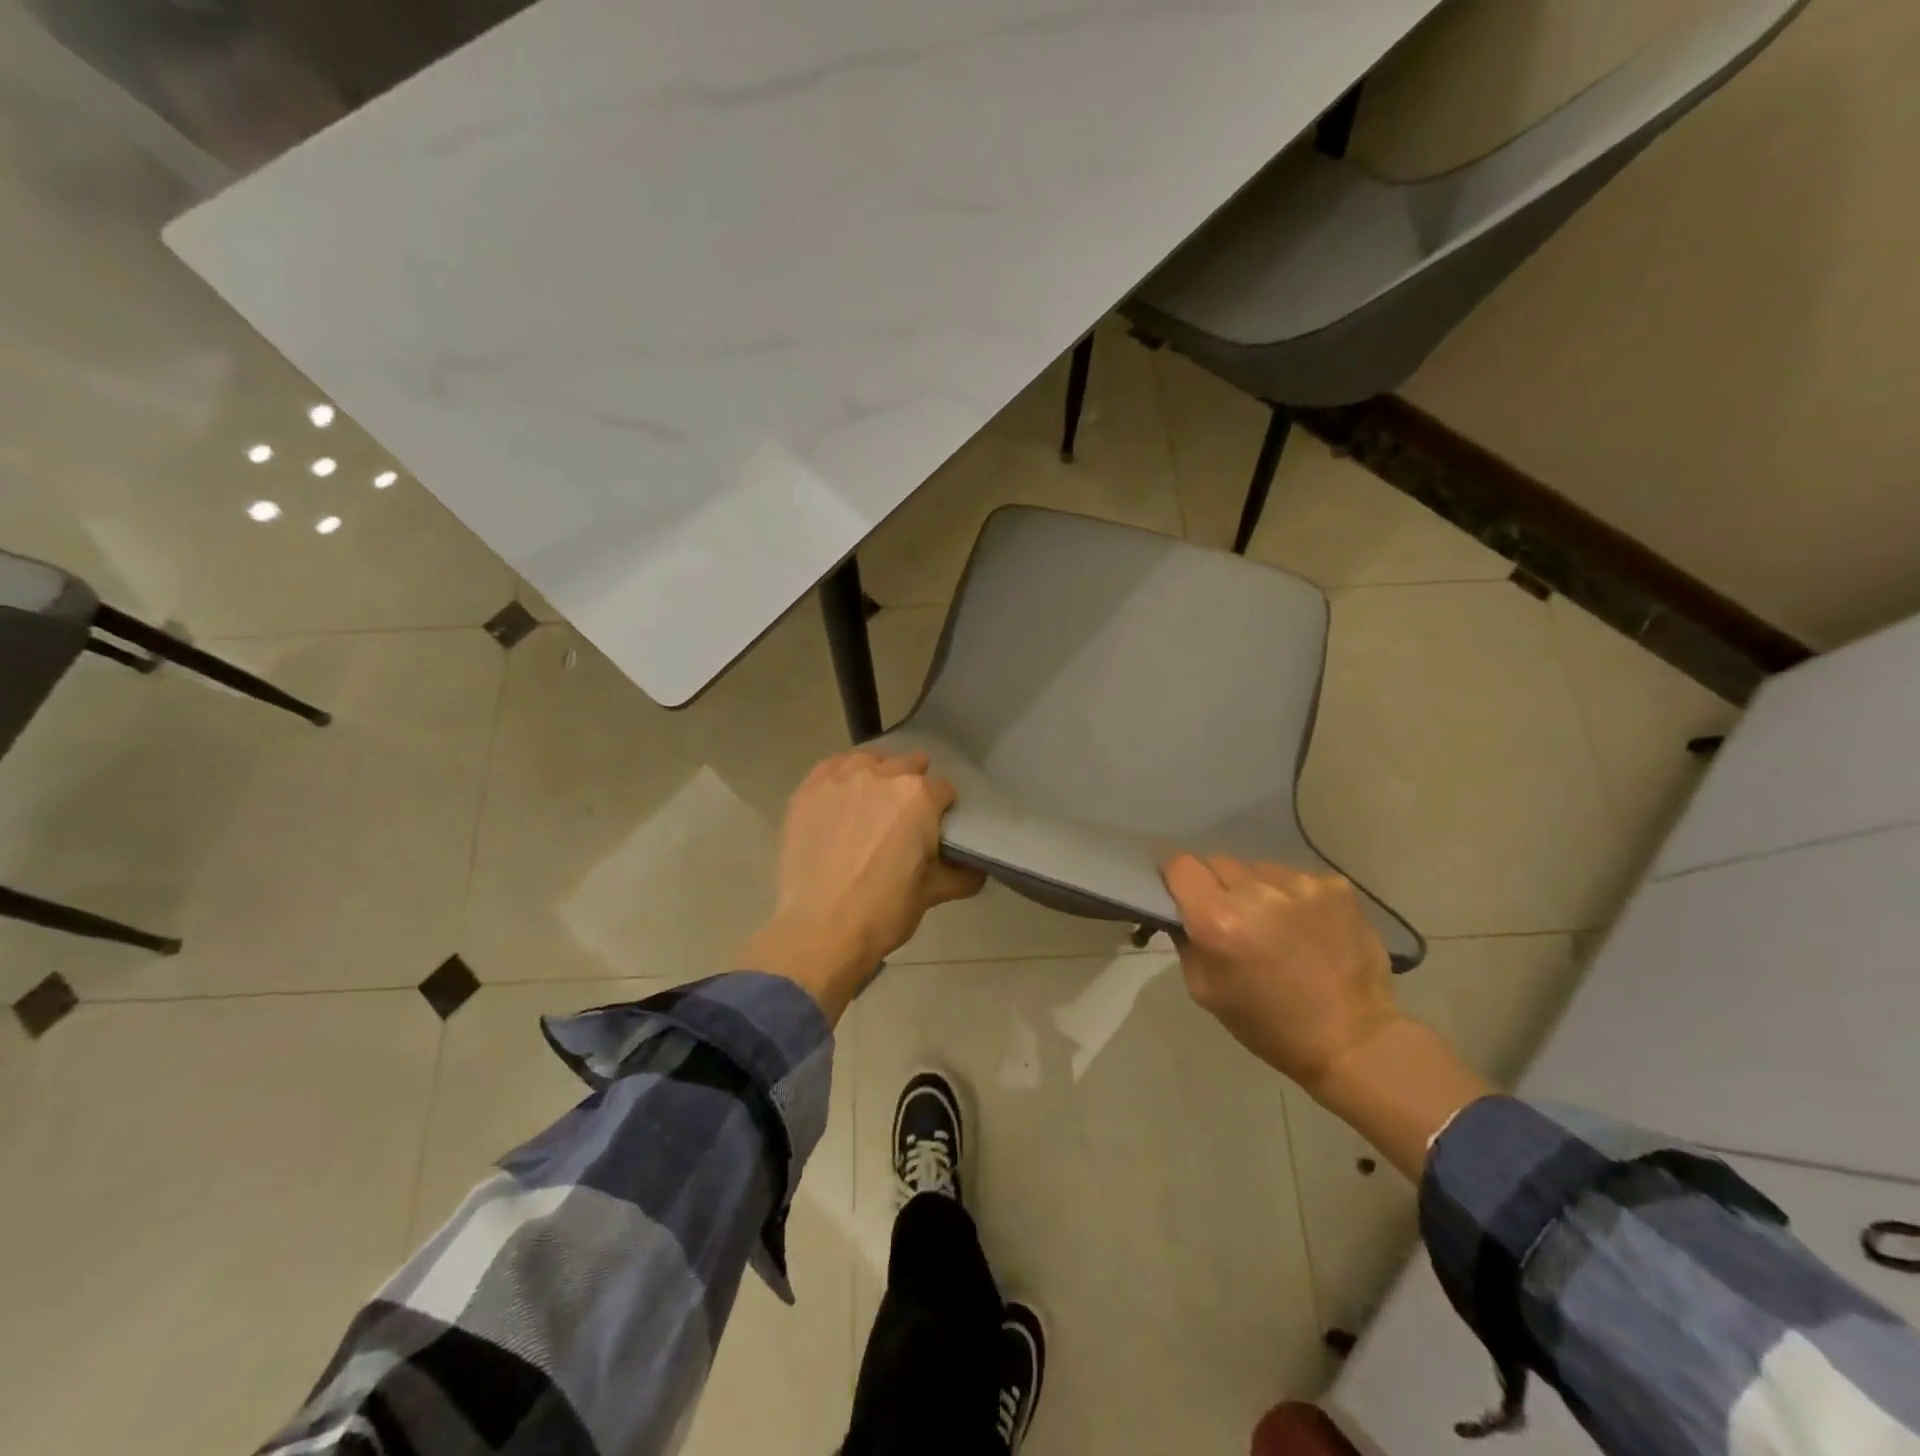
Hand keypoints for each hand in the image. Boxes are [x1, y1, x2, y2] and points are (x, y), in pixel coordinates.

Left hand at [744, 750, 984, 1021]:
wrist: (819, 929)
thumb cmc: (883, 911)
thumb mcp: (931, 894)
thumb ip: (960, 874)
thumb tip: (977, 871)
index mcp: (920, 797)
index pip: (943, 791)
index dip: (942, 811)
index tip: (934, 830)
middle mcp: (883, 775)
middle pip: (908, 766)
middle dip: (912, 788)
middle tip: (902, 821)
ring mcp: (841, 778)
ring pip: (869, 761)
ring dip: (877, 776)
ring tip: (870, 805)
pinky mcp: (809, 789)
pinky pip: (831, 767)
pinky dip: (841, 776)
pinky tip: (840, 798)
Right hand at [1161, 854, 1400, 1094]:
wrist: (1353, 1041)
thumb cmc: (1268, 1025)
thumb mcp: (1204, 990)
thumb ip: (1186, 940)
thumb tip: (1182, 909)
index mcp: (1217, 919)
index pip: (1181, 865)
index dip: (1178, 878)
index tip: (1185, 895)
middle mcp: (1256, 892)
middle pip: (1218, 862)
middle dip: (1217, 886)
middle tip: (1232, 919)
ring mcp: (1300, 885)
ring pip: (1258, 869)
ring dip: (1257, 891)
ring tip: (1276, 925)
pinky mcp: (1335, 887)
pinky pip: (1296, 879)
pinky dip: (1294, 897)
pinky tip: (1307, 927)